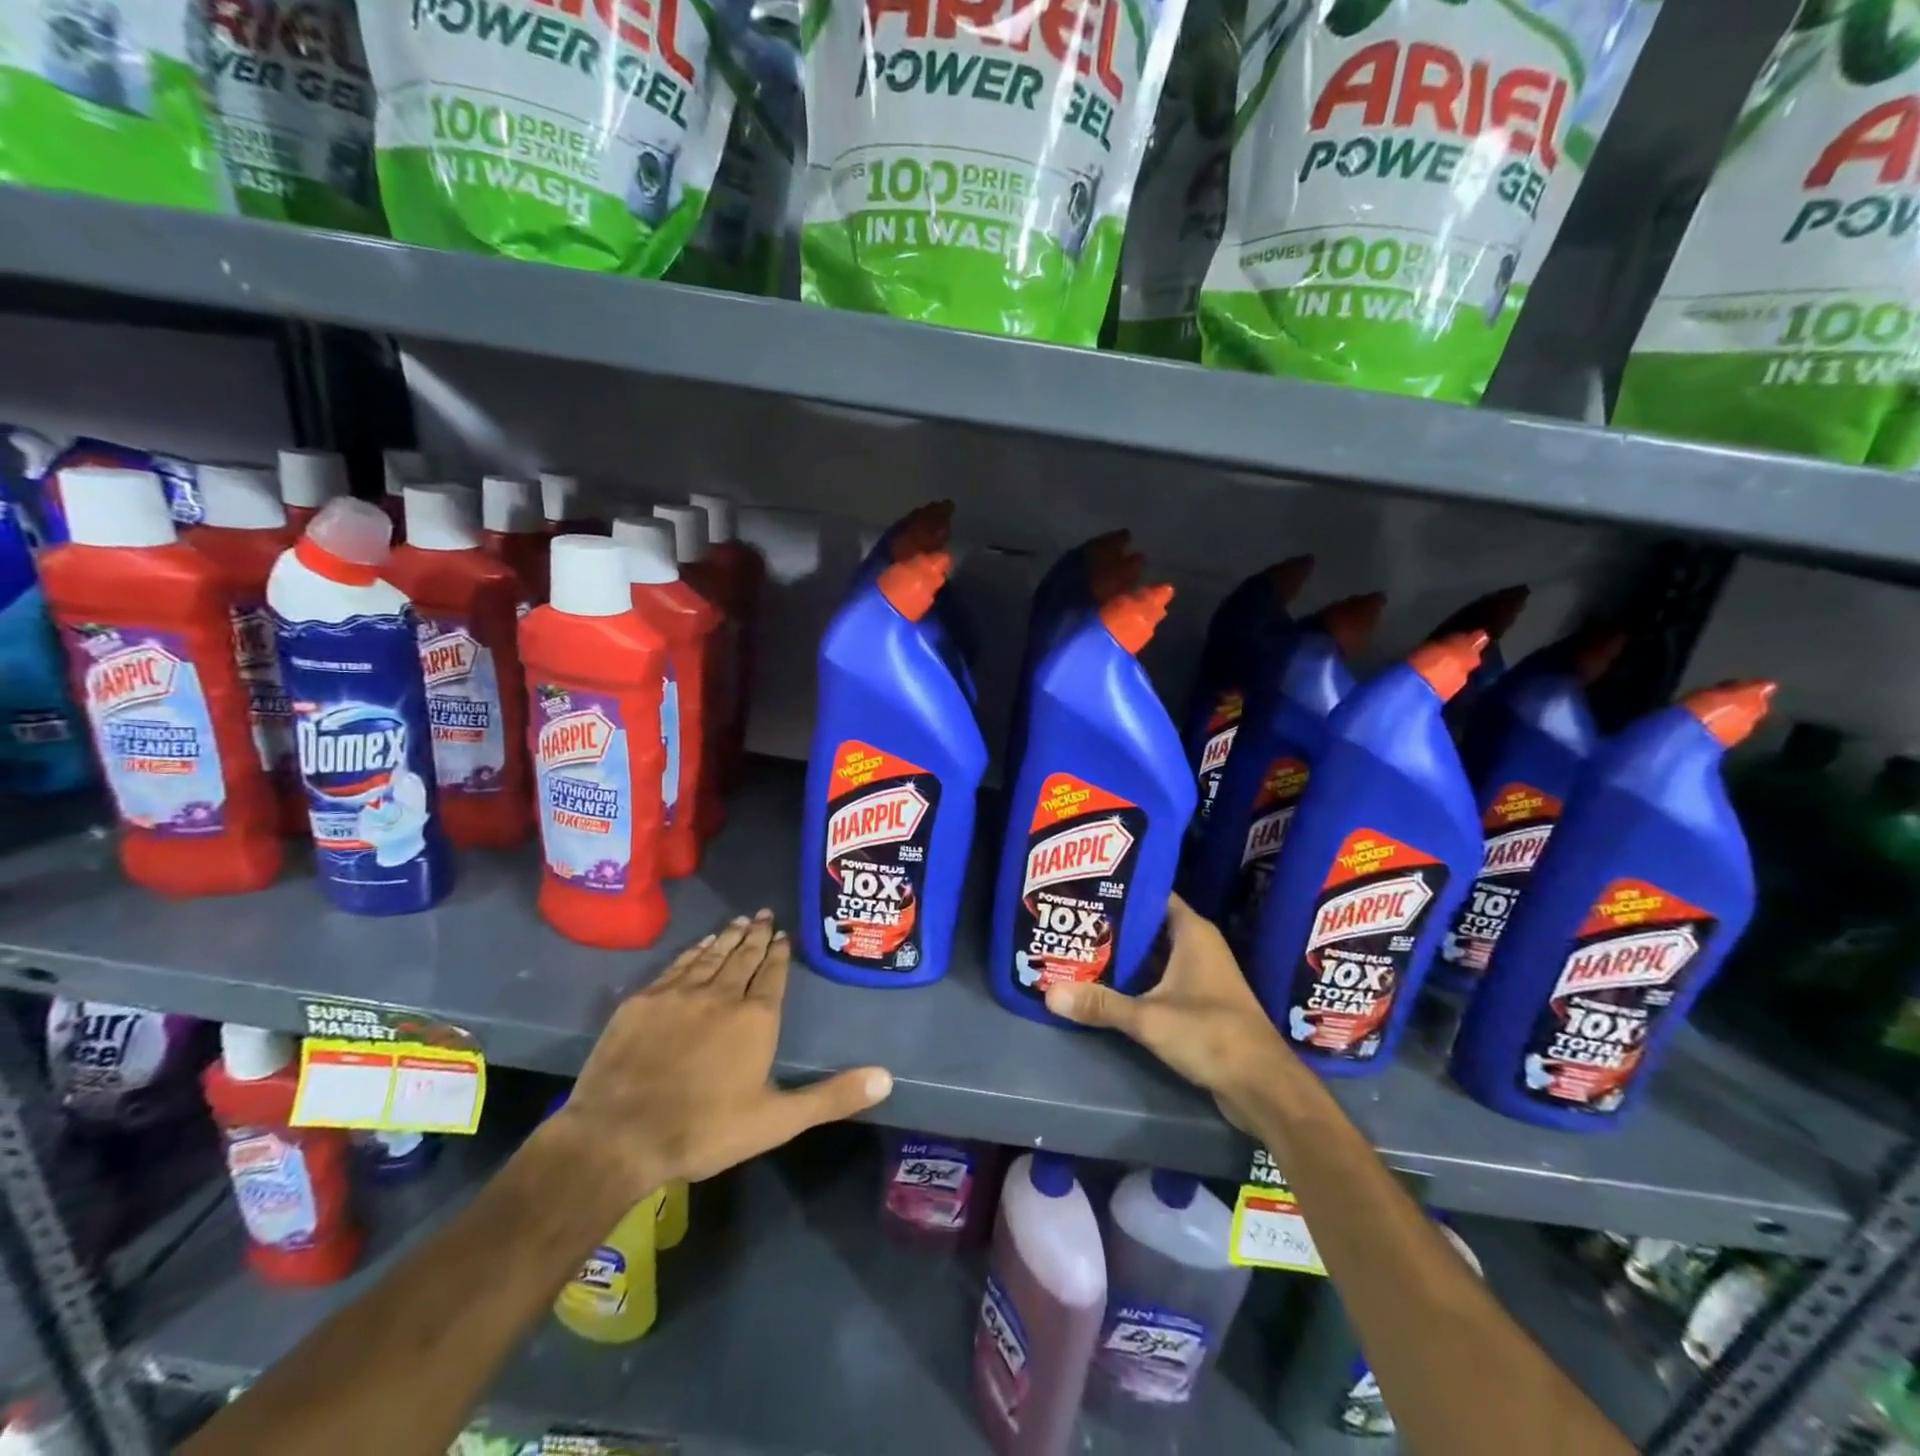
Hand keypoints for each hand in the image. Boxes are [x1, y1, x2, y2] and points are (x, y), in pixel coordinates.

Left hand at [552, 911, 893, 1198]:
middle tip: (764, 914)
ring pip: (710, 956)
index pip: (773, 974)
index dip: (780, 953)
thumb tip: (887, 1078)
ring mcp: (679, 994)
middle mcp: (721, 995)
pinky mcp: (644, 1001)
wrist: (619, 1136)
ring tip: (738, 921)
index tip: (783, 934)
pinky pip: (676, 966)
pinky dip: (692, 952)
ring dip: (726, 937)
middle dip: (756, 935)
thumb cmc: (705, 1130)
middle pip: (743, 956)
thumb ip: (832, 1096)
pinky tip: (697, 946)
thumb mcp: (778, 1120)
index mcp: (756, 1018)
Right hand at [1045, 894, 1291, 1131]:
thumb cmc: (1211, 1035)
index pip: (1151, 893)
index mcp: (1192, 932)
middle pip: (1147, 925)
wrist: (1263, 1086)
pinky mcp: (1198, 1001)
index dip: (1120, 889)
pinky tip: (1103, 984)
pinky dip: (1134, 979)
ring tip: (1077, 948)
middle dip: (1111, 925)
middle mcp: (1197, 945)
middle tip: (1070, 920)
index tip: (1083, 888)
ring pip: (1152, 954)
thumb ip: (1100, 1004)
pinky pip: (1158, 978)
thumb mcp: (1148, 1018)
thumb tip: (1048, 993)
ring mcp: (1199, 973)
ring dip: (1121, 955)